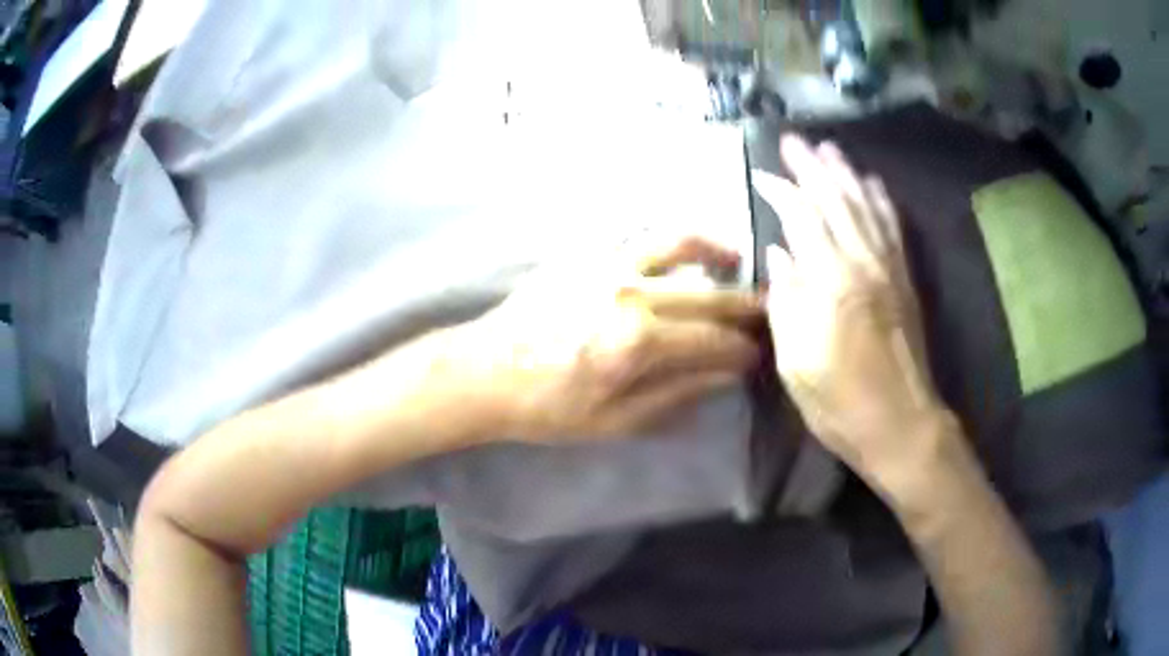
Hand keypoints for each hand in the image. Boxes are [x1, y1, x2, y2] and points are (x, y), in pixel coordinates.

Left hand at [449, 236, 762, 443]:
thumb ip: (675, 395)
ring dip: (714, 250)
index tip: (759, 353)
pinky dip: (671, 243)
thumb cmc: (547, 406)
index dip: (741, 349)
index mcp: (637, 342)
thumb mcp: (614, 421)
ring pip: (677, 244)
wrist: (485, 371)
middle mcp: (630, 293)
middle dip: (743, 304)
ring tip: (736, 258)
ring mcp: (607, 266)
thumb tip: (723, 377)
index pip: (710, 341)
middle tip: (767, 308)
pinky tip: (682, 253)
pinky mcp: (585, 255)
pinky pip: (640, 239)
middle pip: (705, 294)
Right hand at [753, 136, 949, 486]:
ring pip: (866, 208)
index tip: (762, 174)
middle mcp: (862, 265)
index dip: (782, 192)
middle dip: (813, 168)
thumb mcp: (796, 363)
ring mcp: (889, 270)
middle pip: (836, 202)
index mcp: (830, 284)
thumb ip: (786, 302)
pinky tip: (873, 184)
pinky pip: (892, 230)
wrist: (902, 425)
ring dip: (846, 175)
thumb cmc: (840, 403)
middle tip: (795, 141)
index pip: (802, 219)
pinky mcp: (906, 281)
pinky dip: (881, 202)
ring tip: (830, 149)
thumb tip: (778, 256)